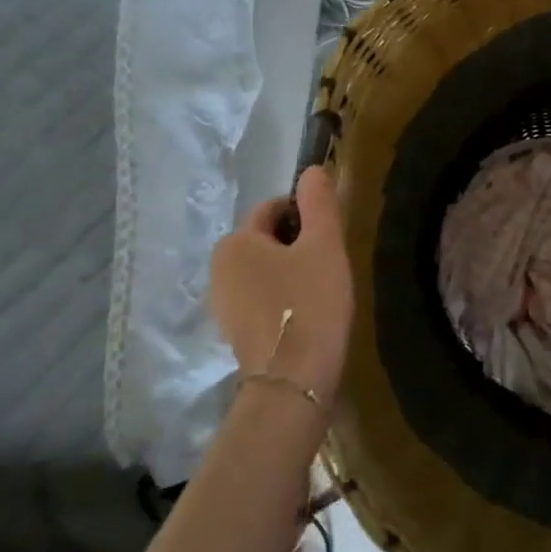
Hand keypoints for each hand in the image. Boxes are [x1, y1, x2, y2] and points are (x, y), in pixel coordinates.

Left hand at [209, 167, 353, 408]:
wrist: (293, 382)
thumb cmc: (311, 304)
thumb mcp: (324, 246)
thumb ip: (319, 203)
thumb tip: (312, 169)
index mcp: (236, 242)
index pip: (273, 209)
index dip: (306, 214)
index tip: (332, 235)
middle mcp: (218, 269)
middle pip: (266, 240)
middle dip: (297, 244)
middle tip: (330, 263)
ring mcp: (221, 304)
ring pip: (263, 270)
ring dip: (289, 271)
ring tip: (321, 289)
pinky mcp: (233, 332)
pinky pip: (259, 298)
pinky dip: (281, 297)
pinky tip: (306, 313)